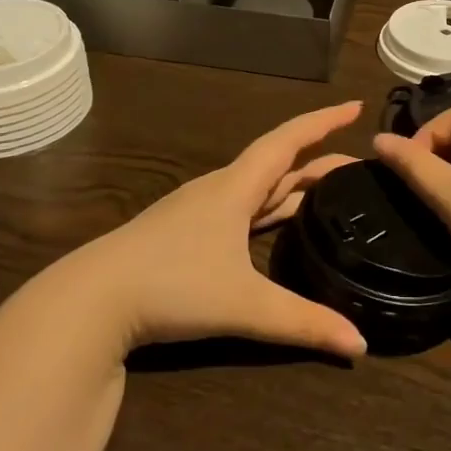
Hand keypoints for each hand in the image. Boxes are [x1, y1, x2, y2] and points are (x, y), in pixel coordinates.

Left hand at [58, 102, 368, 359]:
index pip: (289, 141)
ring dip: (293, 184)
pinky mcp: (183, 234)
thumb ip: (303, 323)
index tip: (356, 106)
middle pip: (278, 164)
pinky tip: (270, 226)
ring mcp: (197, 211)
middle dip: (319, 160)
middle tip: (358, 165)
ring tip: (326, 192)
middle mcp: (219, 190)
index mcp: (236, 187)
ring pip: (257, 187)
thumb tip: (359, 344)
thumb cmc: (172, 285)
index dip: (324, 121)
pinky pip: (239, 208)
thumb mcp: (244, 304)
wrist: (91, 301)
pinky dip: (268, 208)